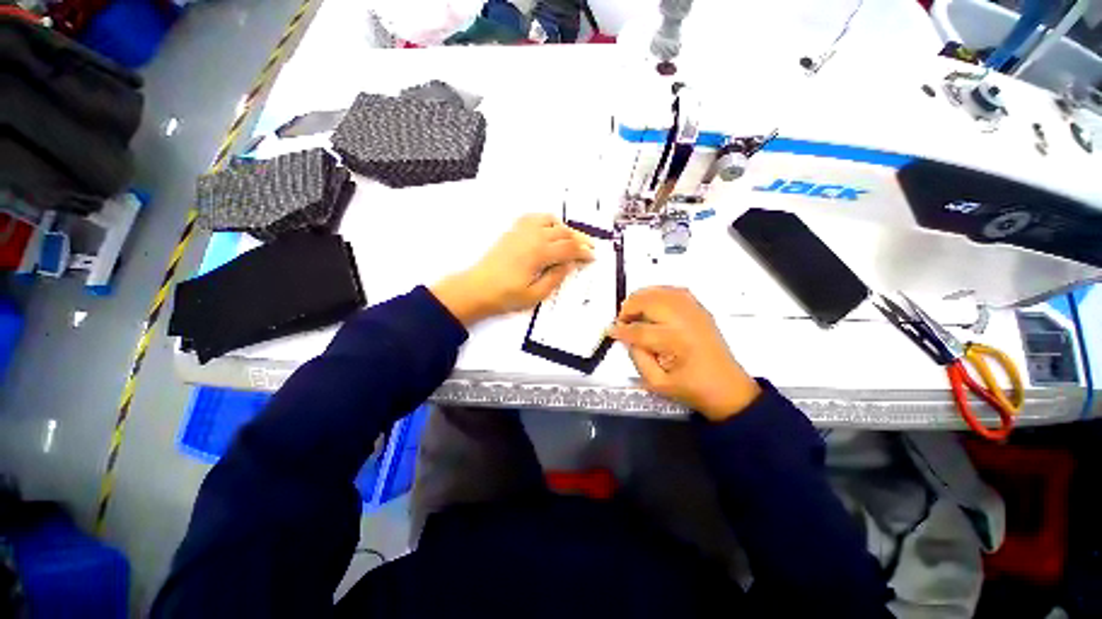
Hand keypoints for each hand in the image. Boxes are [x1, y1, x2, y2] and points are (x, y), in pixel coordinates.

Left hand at [431, 214, 593, 326]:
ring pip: (550, 220)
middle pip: (563, 232)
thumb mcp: (535, 294)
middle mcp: (533, 236)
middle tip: (589, 247)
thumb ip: (555, 278)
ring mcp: (521, 231)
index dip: (583, 252)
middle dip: (579, 239)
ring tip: (571, 239)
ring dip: (564, 228)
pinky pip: (533, 217)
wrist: (477, 288)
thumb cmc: (506, 295)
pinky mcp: (512, 231)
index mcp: (539, 253)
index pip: (569, 249)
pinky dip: (546, 220)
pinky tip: (549, 229)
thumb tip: (569, 264)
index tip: (593, 257)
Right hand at [610, 287, 760, 420]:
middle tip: (622, 320)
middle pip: (650, 302)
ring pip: (661, 292)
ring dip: (642, 297)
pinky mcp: (700, 310)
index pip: (640, 330)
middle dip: (629, 308)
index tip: (611, 331)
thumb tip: (627, 339)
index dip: (621, 330)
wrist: (729, 389)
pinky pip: (676, 291)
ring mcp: (695, 313)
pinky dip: (659, 292)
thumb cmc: (694, 389)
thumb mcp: (657, 383)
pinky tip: (652, 303)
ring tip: (633, 310)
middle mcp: (686, 321)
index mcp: (676, 342)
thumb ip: (637, 358)